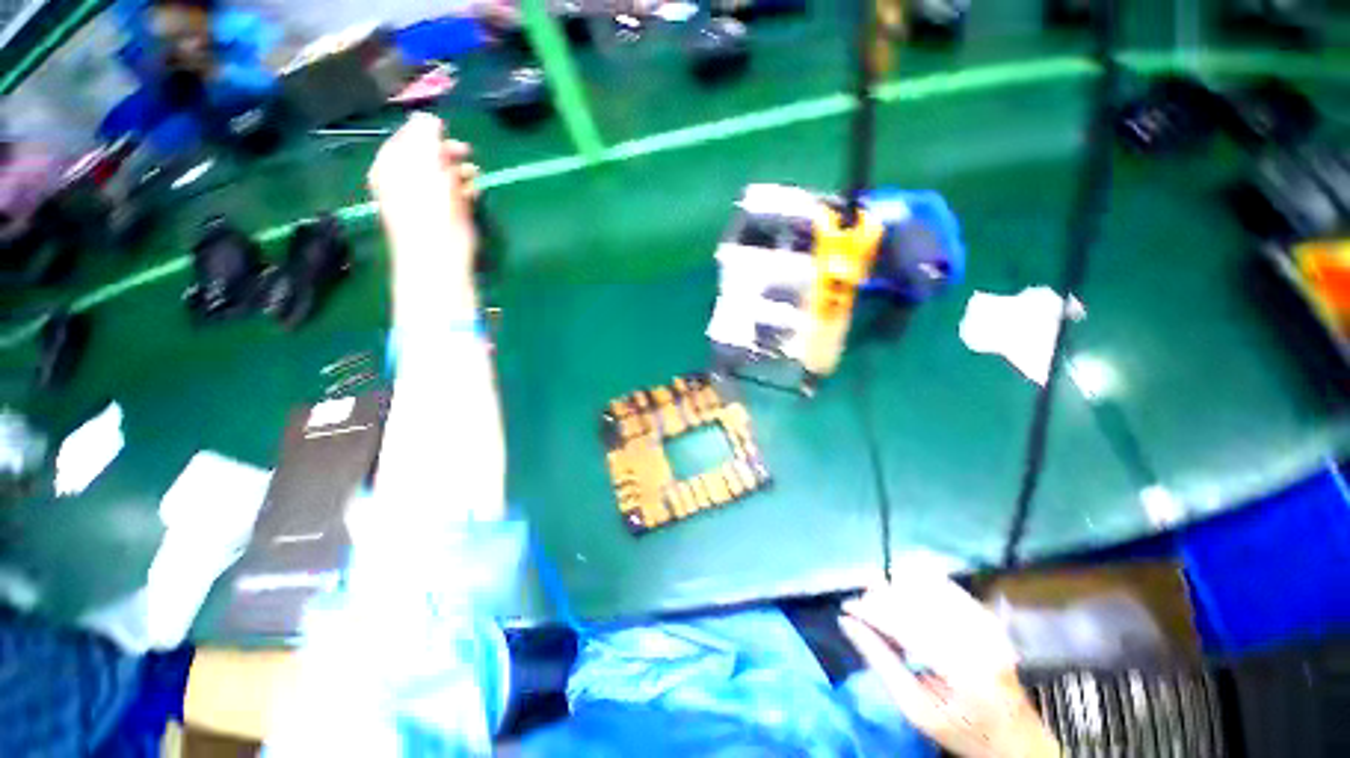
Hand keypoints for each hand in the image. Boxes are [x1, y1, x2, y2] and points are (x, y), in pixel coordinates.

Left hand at [368, 113, 480, 271]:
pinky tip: (475, 189)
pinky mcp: (449, 214)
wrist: (438, 251)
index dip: (426, 131)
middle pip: (428, 155)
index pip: (406, 137)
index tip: (445, 128)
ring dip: (461, 169)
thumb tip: (428, 118)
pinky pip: (458, 192)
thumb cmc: (426, 205)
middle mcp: (407, 179)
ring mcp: (428, 198)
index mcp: (391, 165)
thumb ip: (423, 135)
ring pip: (445, 174)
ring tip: (472, 172)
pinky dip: (468, 187)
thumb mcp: (421, 162)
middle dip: (447, 151)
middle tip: (464, 151)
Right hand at [839, 574, 1059, 757]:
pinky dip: (918, 586)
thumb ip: (880, 662)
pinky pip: (943, 586)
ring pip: (926, 585)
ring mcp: (985, 622)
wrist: (1018, 738)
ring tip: (882, 603)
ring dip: (896, 589)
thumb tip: (846, 623)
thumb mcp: (916, 710)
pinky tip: (906, 597)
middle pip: (913, 599)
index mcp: (961, 667)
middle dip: (880, 597)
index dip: (869, 611)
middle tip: (860, 606)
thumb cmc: (964, 733)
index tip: (845, 608)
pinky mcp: (987, 615)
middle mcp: (977, 636)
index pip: (903, 624)